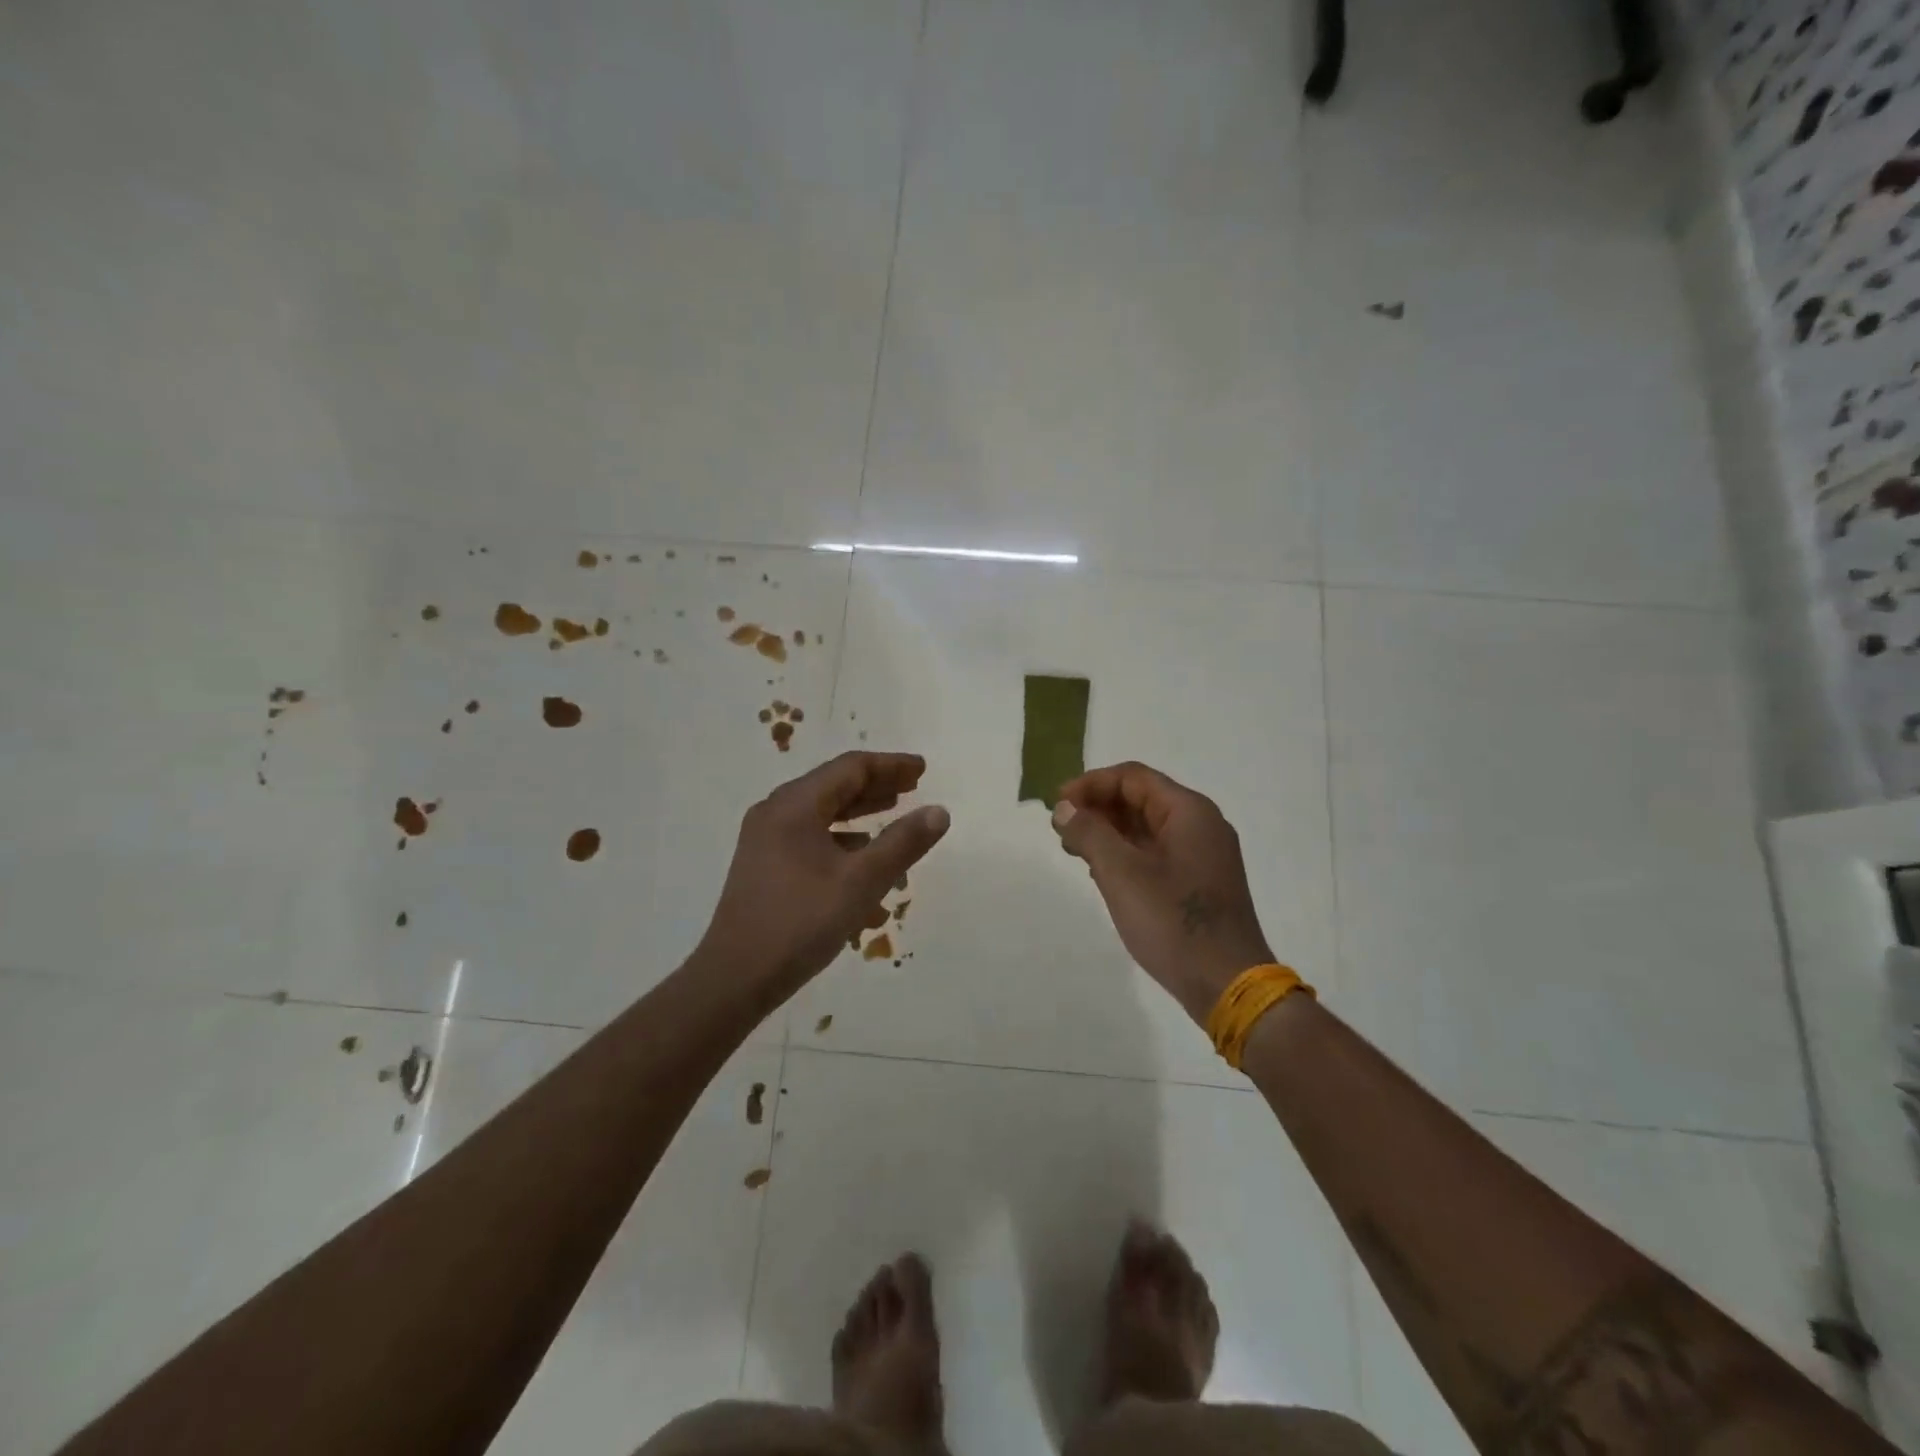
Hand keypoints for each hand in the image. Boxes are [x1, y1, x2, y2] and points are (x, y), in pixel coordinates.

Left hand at [701, 751, 950, 998]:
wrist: (734, 979)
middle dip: (876, 785)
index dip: (890, 765)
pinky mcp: (763, 865)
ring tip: (894, 811)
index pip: (850, 768)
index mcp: (794, 805)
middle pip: (833, 785)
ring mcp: (764, 840)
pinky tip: (862, 858)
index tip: (922, 769)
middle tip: (914, 786)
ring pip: (821, 812)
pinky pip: (809, 838)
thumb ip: (903, 843)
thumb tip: (939, 811)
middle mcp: (775, 812)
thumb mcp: (861, 882)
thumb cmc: (800, 923)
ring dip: (859, 811)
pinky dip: (840, 839)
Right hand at [1052, 761, 1271, 1025]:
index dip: (1090, 785)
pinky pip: (1157, 853)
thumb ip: (1089, 833)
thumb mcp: (1121, 873)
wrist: (1227, 984)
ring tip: (1074, 850)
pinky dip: (1126, 854)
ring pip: (1147, 828)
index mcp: (1189, 811)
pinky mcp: (1200, 883)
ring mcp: (1203, 856)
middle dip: (1098, 808)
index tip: (1057, 806)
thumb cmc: (1173, 921)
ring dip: (1109, 832)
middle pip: (1141, 799)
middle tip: (1061, 829)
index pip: (1132, 777)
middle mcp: (1201, 825)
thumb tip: (1065, 809)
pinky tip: (1102, 873)